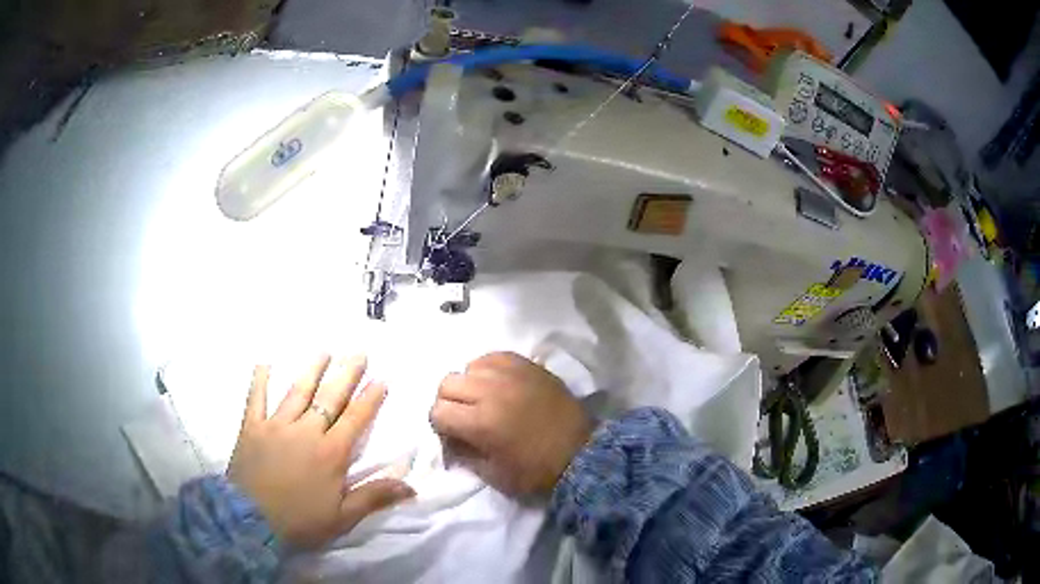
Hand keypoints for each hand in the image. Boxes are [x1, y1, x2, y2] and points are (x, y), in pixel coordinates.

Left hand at [229, 355, 413, 548]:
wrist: (251, 521)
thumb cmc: (301, 522)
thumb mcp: (343, 517)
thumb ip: (374, 497)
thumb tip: (410, 487)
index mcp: (331, 453)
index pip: (355, 419)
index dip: (370, 398)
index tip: (382, 378)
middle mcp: (306, 431)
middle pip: (330, 398)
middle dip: (346, 374)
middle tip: (359, 353)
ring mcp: (276, 425)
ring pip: (297, 392)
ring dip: (312, 370)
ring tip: (324, 351)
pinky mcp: (252, 427)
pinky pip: (256, 398)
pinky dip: (259, 380)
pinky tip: (264, 363)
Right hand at [429, 352, 592, 495]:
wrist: (581, 453)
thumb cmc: (536, 470)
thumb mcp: (493, 474)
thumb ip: (464, 454)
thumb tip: (448, 438)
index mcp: (480, 422)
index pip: (437, 411)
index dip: (441, 425)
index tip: (453, 434)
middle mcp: (491, 391)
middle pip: (447, 384)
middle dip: (449, 402)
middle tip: (465, 416)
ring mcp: (511, 374)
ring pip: (468, 366)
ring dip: (469, 384)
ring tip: (484, 399)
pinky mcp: (528, 365)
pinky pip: (493, 356)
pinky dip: (488, 369)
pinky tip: (498, 385)